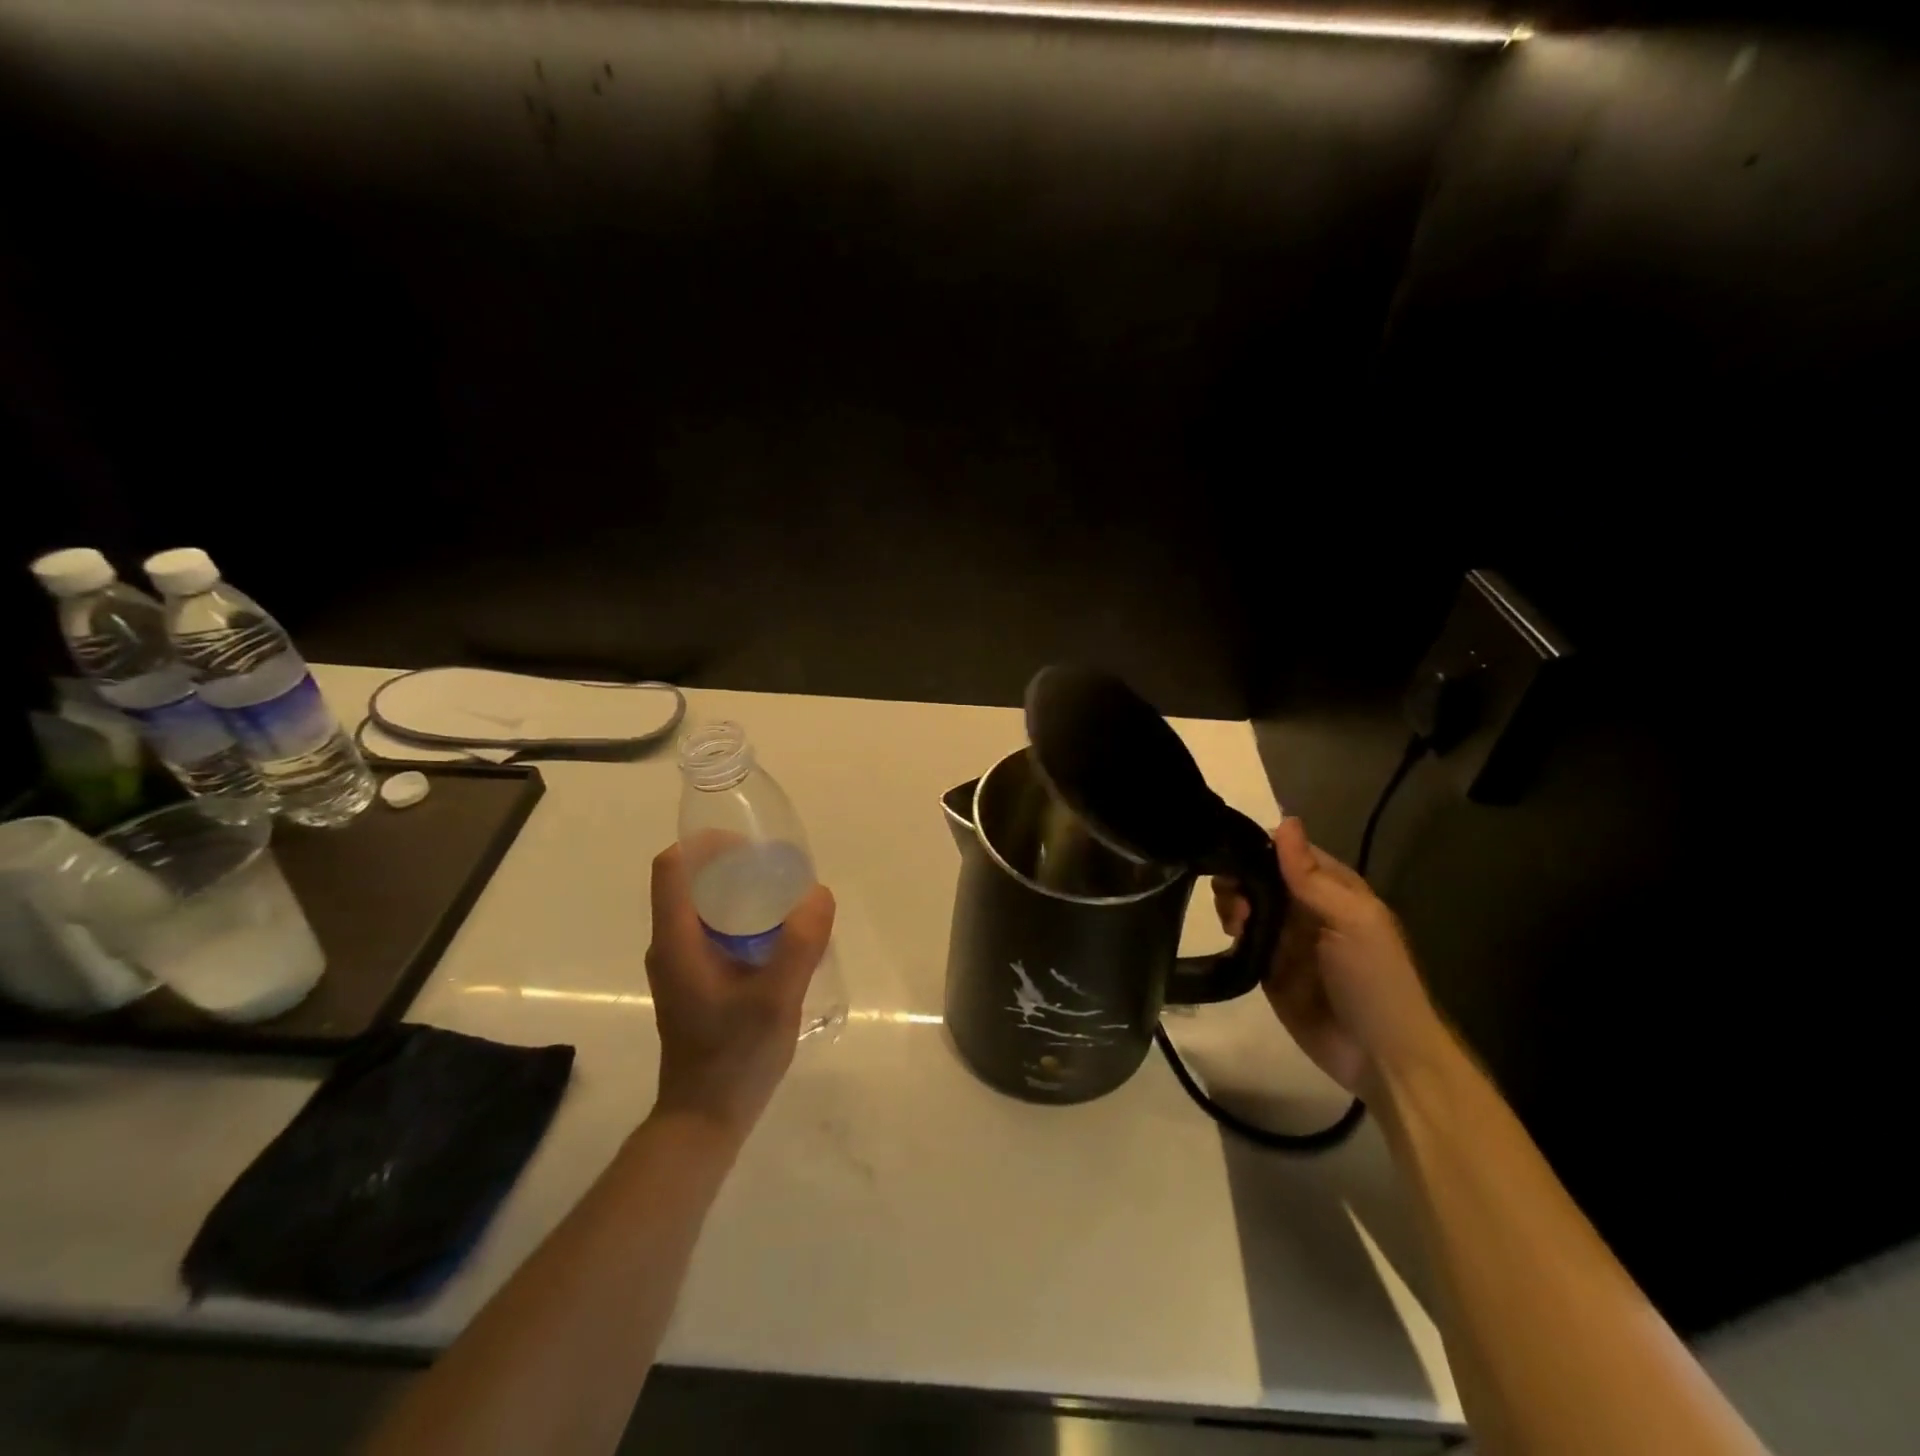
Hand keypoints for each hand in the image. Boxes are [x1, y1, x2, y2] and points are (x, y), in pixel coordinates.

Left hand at [645, 843, 836, 1138]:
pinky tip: (777, 936)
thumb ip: (800, 945)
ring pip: (701, 907)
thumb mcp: (776, 999)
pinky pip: (711, 930)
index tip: (749, 844)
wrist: (704, 1118)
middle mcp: (669, 945)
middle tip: (778, 869)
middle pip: (689, 881)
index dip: (705, 843)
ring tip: (784, 897)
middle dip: (730, 864)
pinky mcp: (693, 981)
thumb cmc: (734, 1057)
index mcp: (676, 941)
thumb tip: (818, 893)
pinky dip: (739, 918)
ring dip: (737, 892)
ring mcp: (679, 965)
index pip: (672, 867)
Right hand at [1214, 818, 1440, 1096]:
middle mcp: (1306, 908)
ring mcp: (1285, 940)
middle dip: (1240, 877)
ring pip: (1246, 905)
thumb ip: (1311, 875)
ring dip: (1233, 904)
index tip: (1230, 849)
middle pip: (1260, 877)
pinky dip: (1230, 933)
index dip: (1259, 847)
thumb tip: (1284, 820)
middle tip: (1233, 896)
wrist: (1379, 1056)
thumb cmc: (1374, 979)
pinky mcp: (1267, 969)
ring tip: (1236, 922)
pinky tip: (1230, 936)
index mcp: (1332, 889)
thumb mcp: (1351, 920)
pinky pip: (1241, 941)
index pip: (1288, 852)